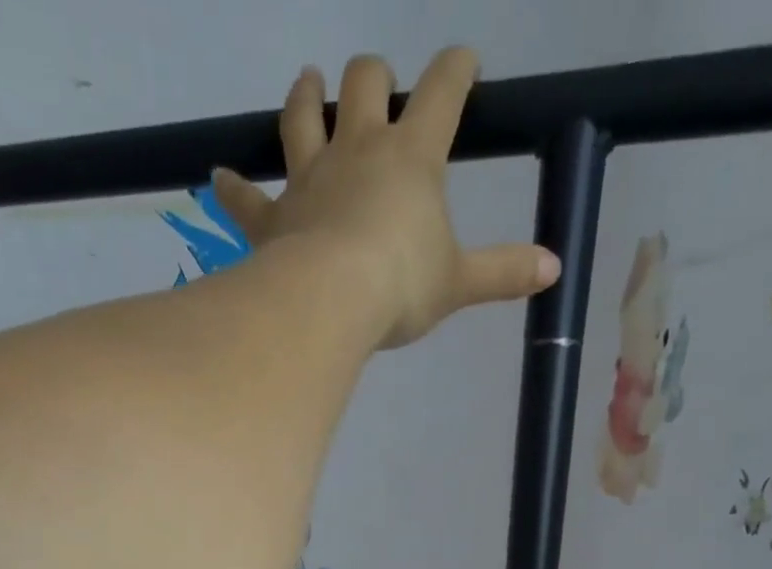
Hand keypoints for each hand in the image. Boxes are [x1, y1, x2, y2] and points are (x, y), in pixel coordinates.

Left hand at [212, 49, 560, 349]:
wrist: (330, 301)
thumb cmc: (401, 286)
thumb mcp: (459, 282)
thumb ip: (503, 272)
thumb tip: (554, 268)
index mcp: (413, 157)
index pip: (443, 92)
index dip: (456, 70)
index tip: (464, 63)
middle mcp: (359, 149)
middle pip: (366, 82)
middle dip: (375, 74)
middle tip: (378, 81)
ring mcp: (310, 177)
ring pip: (303, 116)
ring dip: (306, 95)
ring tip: (308, 82)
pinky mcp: (272, 216)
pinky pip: (246, 197)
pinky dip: (232, 187)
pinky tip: (217, 177)